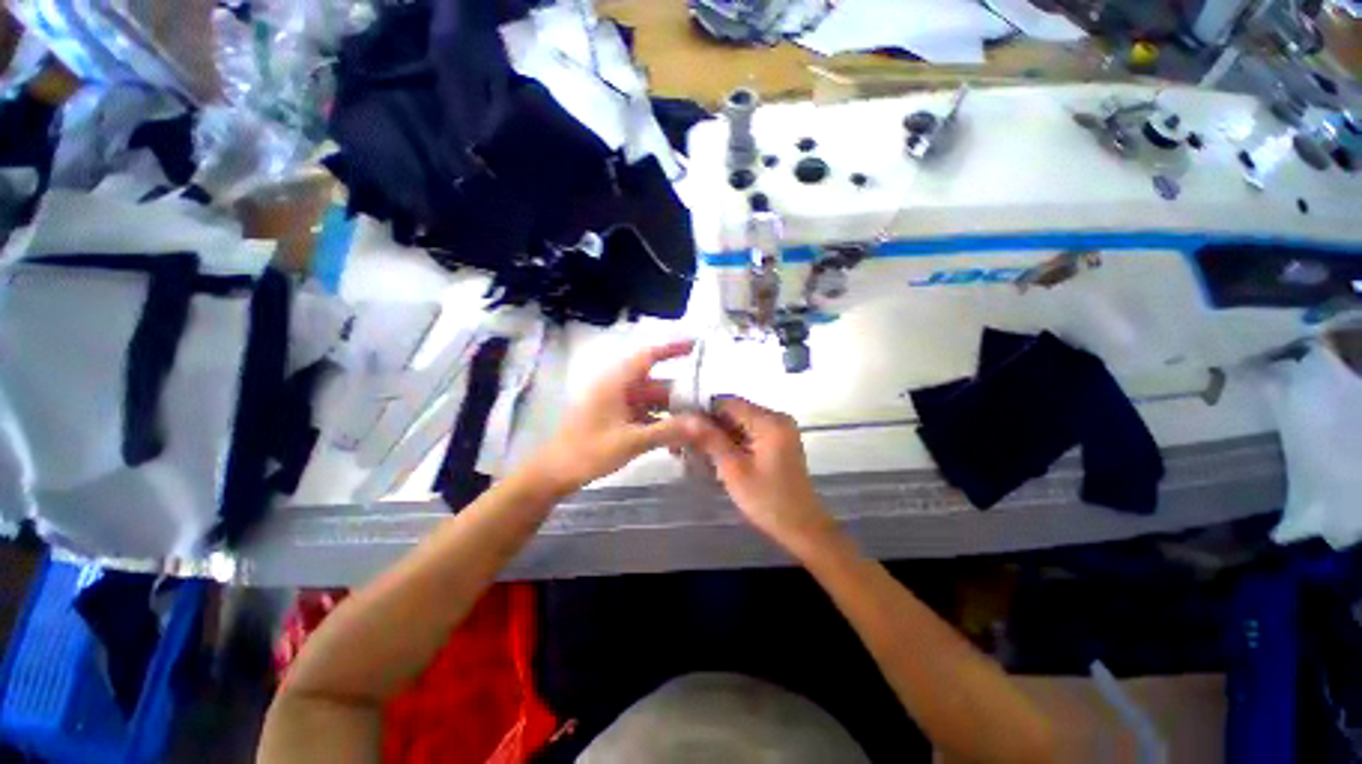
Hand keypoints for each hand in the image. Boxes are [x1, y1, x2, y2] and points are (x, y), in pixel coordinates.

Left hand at [530, 341, 718, 494]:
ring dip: (671, 412)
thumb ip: (668, 431)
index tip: (698, 345)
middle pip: (656, 383)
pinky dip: (659, 424)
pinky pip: (644, 415)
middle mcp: (618, 387)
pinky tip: (676, 441)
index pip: (649, 355)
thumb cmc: (588, 450)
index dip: (672, 348)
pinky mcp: (616, 418)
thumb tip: (702, 424)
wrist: (555, 472)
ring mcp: (617, 403)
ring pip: (652, 401)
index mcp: (617, 381)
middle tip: (709, 399)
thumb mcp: (631, 441)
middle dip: (681, 392)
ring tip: (699, 423)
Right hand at [687, 397, 839, 555]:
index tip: (680, 426)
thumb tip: (686, 417)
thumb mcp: (734, 469)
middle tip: (682, 444)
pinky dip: (731, 443)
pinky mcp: (777, 442)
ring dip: (717, 436)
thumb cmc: (768, 501)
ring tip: (693, 453)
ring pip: (739, 424)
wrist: (802, 528)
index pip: (728, 403)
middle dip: (708, 426)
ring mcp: (778, 430)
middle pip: (734, 412)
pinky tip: (713, 457)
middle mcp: (776, 418)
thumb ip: (710, 439)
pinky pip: (748, 434)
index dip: (702, 412)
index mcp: (770, 421)